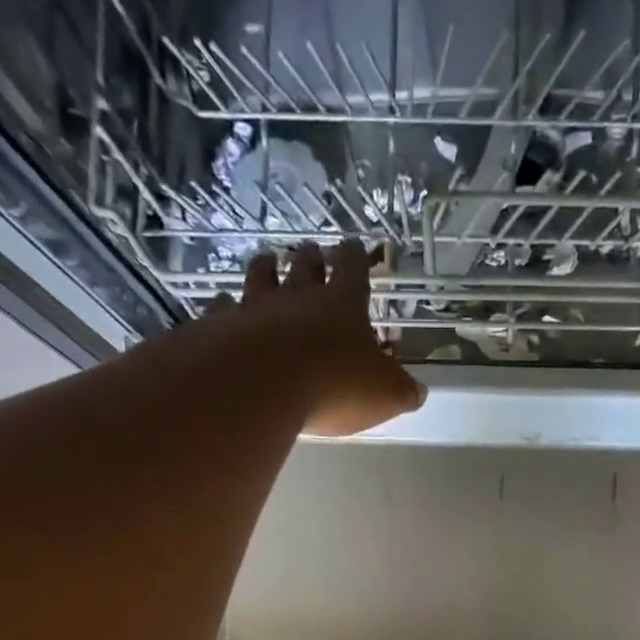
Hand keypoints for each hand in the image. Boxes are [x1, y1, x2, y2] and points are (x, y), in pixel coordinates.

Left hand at [206, 240, 425, 437]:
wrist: (261, 386)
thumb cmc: (335, 386)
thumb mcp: (385, 394)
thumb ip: (402, 391)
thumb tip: (418, 392)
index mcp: (342, 305)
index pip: (353, 270)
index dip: (356, 257)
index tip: (354, 244)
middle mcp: (298, 298)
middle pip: (304, 267)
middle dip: (310, 257)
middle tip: (311, 250)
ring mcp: (255, 308)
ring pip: (260, 277)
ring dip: (265, 268)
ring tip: (267, 260)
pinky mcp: (221, 327)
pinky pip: (222, 308)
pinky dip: (224, 306)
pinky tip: (222, 306)